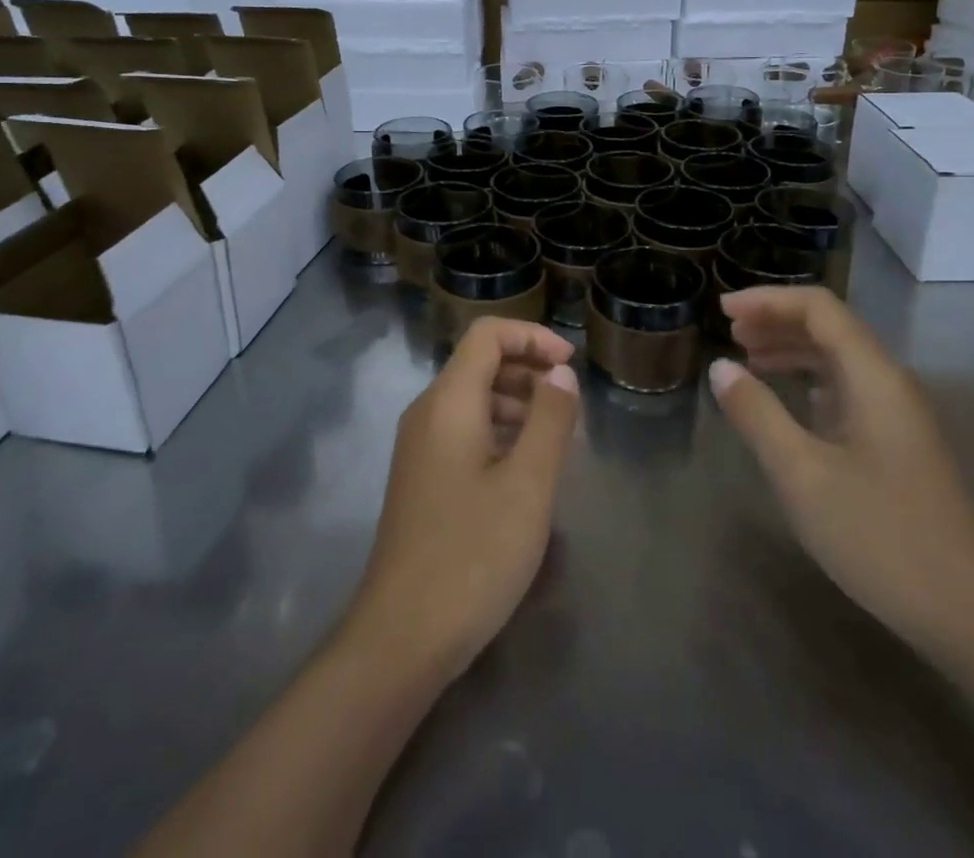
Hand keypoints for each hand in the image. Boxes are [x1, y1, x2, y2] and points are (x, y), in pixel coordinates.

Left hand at [343, 318, 580, 682]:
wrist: (402, 637)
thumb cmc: (472, 554)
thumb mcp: (528, 485)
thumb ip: (550, 419)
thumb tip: (560, 373)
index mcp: (448, 402)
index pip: (487, 335)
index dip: (532, 337)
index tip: (570, 365)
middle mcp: (427, 413)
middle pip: (478, 363)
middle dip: (528, 369)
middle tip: (570, 403)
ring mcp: (419, 447)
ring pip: (472, 399)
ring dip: (516, 402)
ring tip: (557, 437)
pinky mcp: (421, 478)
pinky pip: (463, 431)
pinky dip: (498, 431)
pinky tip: (524, 468)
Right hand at [710, 286, 973, 664]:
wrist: (970, 616)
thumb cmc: (880, 536)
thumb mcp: (802, 474)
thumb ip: (757, 413)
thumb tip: (720, 367)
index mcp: (873, 377)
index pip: (819, 308)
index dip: (768, 300)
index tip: (723, 311)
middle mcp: (890, 384)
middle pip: (831, 327)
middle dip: (777, 320)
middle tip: (730, 333)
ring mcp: (898, 416)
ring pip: (840, 359)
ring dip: (792, 349)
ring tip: (748, 358)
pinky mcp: (898, 445)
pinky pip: (848, 390)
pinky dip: (810, 381)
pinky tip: (790, 400)